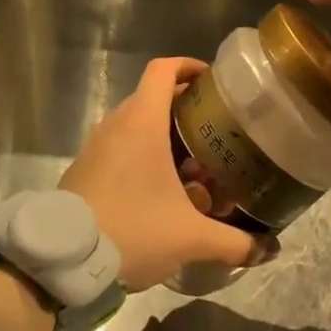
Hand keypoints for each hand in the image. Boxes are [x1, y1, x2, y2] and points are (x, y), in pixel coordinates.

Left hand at [61, 57, 264, 289]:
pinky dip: (141, 155)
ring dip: (163, 135)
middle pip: (153, 97)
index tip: (211, 81)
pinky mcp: (84, 169)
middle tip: (214, 131)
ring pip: (135, 124)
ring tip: (192, 165)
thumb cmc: (132, 231)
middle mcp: (116, 125)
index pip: (163, 70)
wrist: (62, 263)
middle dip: (185, 109)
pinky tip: (159, 190)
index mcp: (142, 123)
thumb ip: (233, 242)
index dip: (188, 66)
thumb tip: (267, 249)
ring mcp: (95, 146)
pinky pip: (118, 147)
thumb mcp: (190, 238)